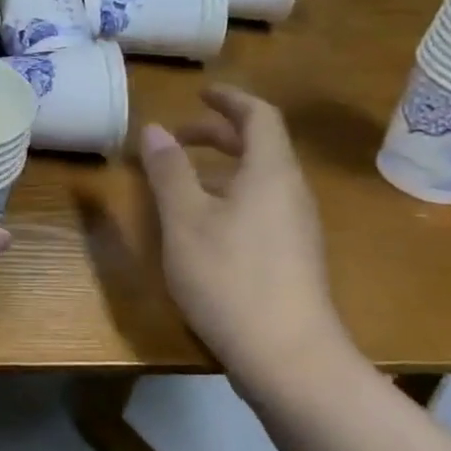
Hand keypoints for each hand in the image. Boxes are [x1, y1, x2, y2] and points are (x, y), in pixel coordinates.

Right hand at [137, 85, 344, 375]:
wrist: (289, 357)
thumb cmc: (230, 277)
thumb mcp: (185, 220)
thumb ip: (168, 171)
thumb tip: (154, 129)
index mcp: (270, 173)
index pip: (259, 116)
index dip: (229, 99)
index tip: (199, 93)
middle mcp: (290, 193)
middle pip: (260, 146)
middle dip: (218, 134)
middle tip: (177, 137)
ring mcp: (296, 228)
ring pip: (260, 179)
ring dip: (222, 167)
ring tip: (181, 180)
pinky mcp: (292, 258)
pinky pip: (261, 207)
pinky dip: (230, 196)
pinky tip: (202, 224)